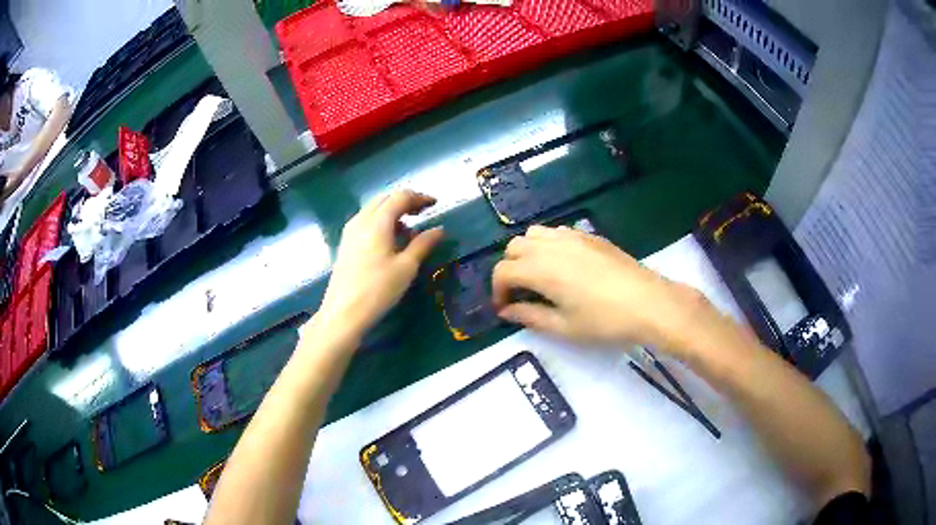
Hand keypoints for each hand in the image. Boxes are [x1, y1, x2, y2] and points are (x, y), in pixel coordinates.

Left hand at [317, 190, 443, 338]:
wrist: (343, 313)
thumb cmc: (378, 290)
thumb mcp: (406, 267)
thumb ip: (423, 244)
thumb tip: (439, 229)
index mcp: (377, 222)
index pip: (400, 197)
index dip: (419, 197)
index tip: (435, 204)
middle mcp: (361, 220)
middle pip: (385, 199)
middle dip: (405, 201)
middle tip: (423, 212)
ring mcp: (350, 232)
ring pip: (373, 209)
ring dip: (392, 211)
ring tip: (409, 228)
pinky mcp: (345, 244)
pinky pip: (366, 222)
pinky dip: (381, 222)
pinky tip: (390, 240)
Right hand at [493, 225, 710, 352]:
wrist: (649, 303)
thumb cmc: (604, 321)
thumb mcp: (564, 327)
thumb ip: (529, 317)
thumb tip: (506, 311)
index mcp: (540, 268)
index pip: (503, 271)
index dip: (497, 291)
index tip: (505, 309)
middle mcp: (551, 245)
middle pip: (514, 247)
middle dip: (510, 269)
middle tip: (521, 293)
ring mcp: (572, 236)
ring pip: (534, 234)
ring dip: (527, 252)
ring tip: (539, 276)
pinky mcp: (590, 235)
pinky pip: (557, 232)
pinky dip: (548, 244)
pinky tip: (564, 265)